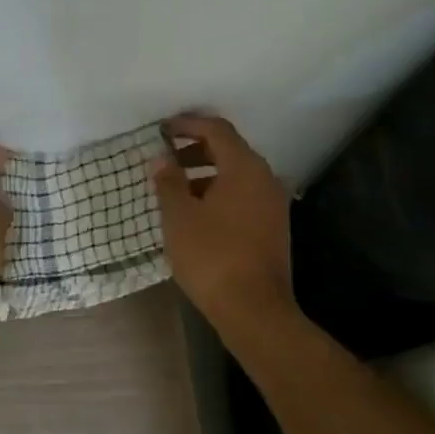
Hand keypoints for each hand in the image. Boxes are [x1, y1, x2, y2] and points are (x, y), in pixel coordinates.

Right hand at [153, 114, 292, 325]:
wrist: (254, 309)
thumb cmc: (211, 256)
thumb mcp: (179, 216)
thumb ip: (169, 182)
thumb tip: (162, 160)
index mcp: (244, 168)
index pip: (216, 129)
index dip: (188, 124)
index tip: (162, 130)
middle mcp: (265, 178)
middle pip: (229, 149)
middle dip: (195, 148)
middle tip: (165, 157)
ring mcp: (273, 204)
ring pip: (236, 174)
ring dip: (206, 172)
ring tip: (175, 186)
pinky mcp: (273, 226)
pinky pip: (243, 194)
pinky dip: (219, 191)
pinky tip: (196, 211)